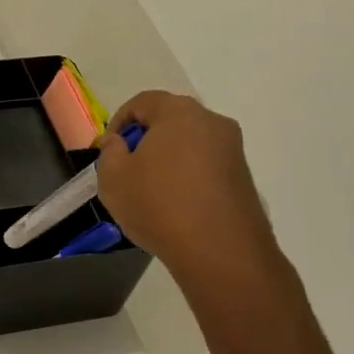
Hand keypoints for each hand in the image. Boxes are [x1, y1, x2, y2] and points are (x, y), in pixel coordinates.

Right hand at [96, 92, 284, 287]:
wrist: (221, 252)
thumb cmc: (159, 206)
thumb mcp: (113, 178)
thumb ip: (110, 151)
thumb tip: (119, 142)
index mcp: (179, 112)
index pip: (142, 101)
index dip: (119, 121)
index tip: (109, 149)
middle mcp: (212, 122)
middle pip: (170, 119)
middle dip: (146, 139)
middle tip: (128, 168)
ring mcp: (233, 150)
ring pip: (191, 143)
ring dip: (170, 158)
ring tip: (152, 190)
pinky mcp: (244, 177)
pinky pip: (207, 165)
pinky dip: (189, 176)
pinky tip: (177, 205)